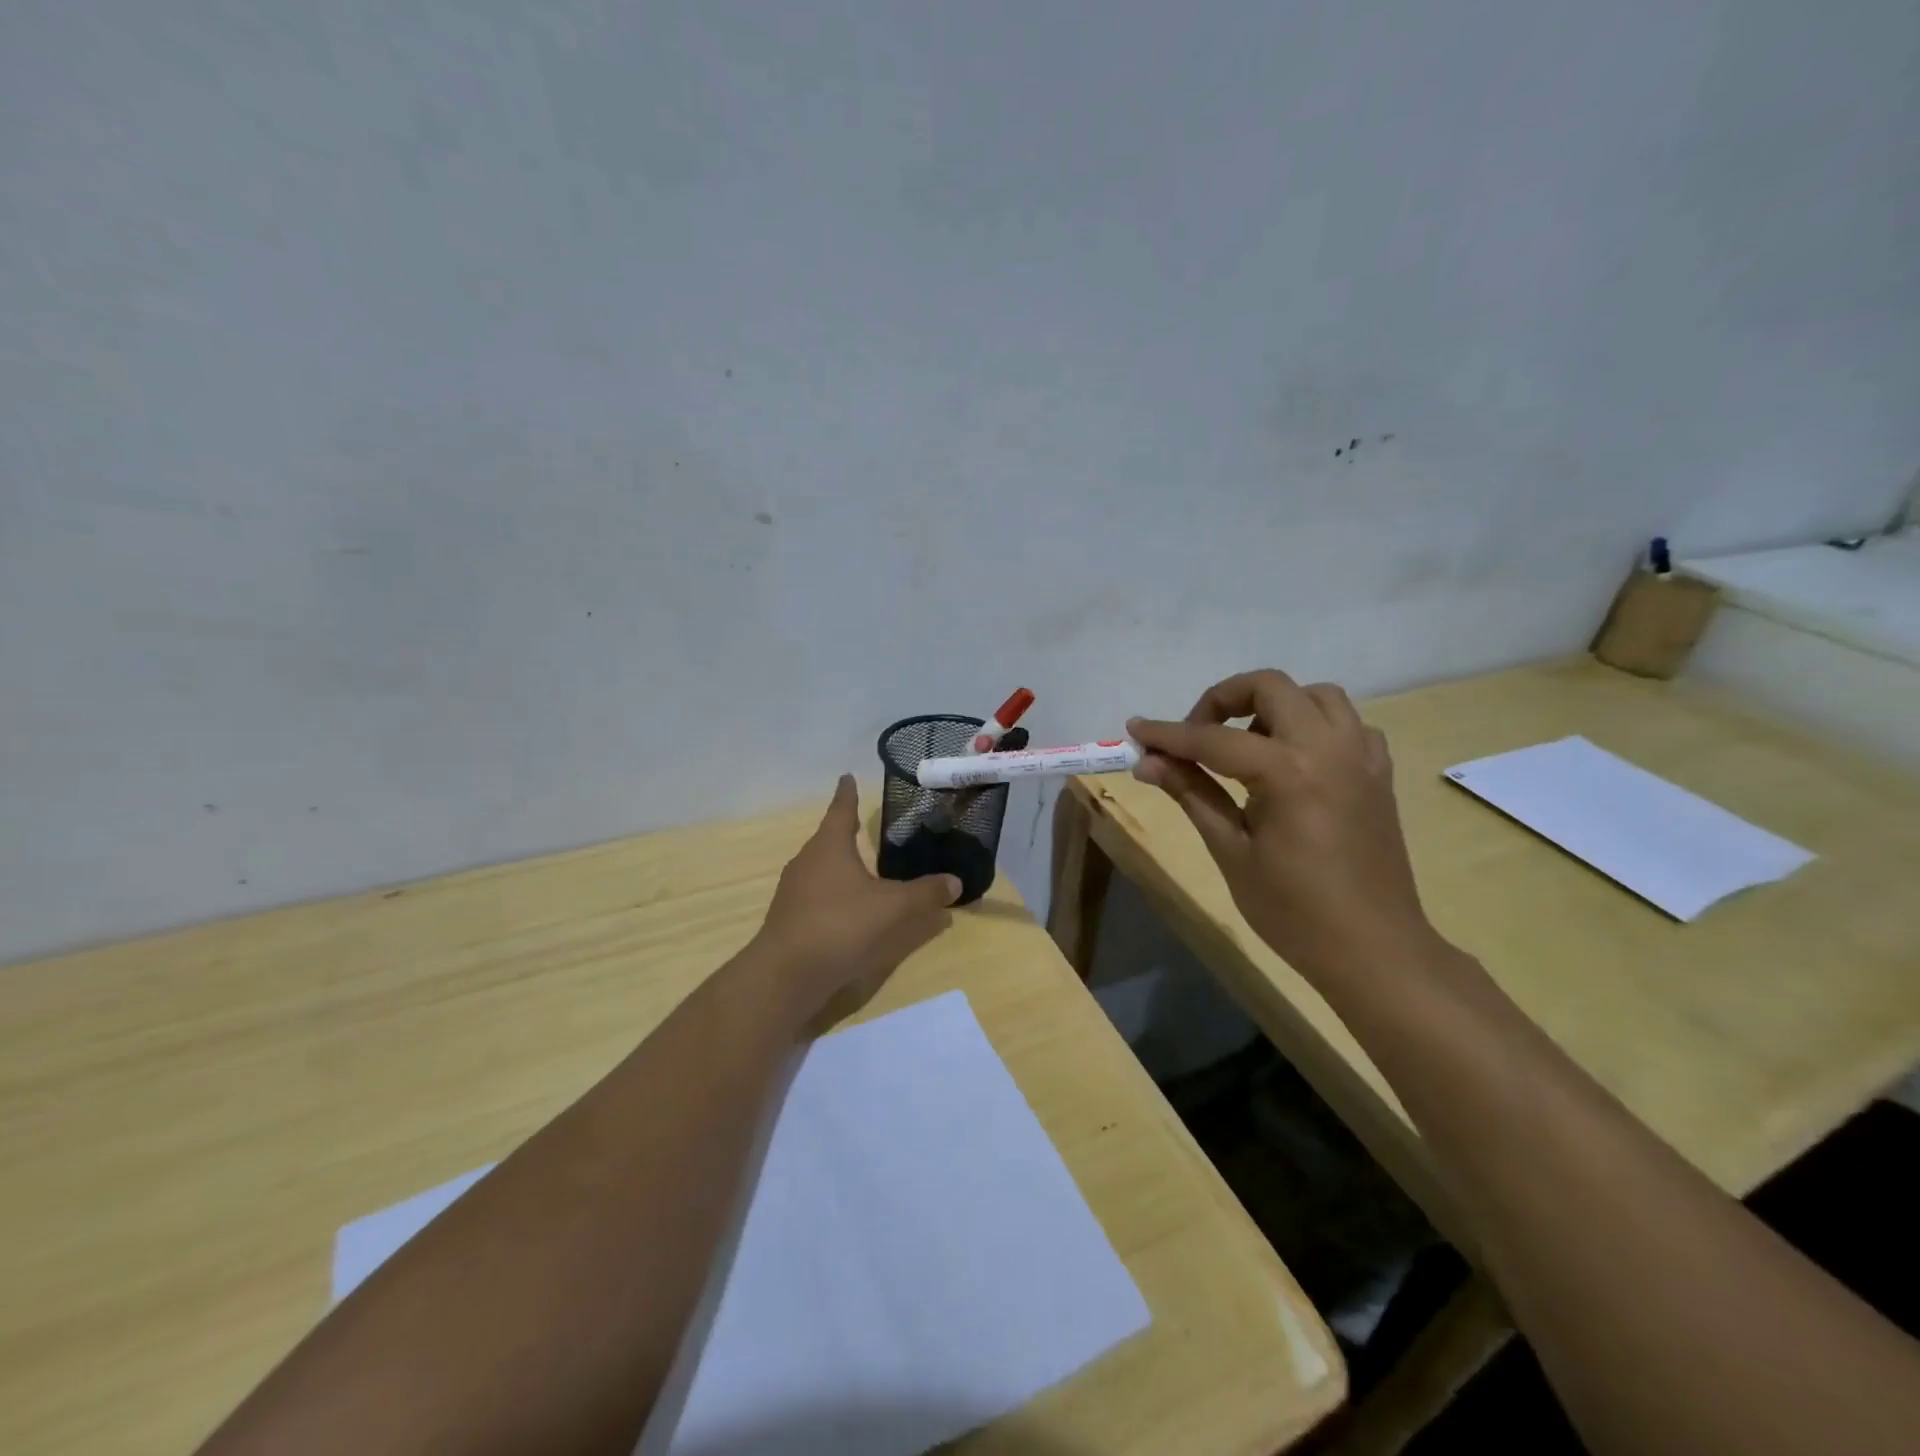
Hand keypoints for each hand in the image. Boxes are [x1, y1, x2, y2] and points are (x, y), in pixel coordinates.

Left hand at [753, 775, 960, 1023]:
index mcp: (829, 846)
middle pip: (829, 838)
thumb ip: (924, 893)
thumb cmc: (839, 924)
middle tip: (864, 824)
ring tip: (862, 867)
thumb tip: (955, 881)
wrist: (786, 974)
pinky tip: (850, 908)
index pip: (841, 810)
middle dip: (846, 831)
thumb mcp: (892, 908)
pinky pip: (817, 894)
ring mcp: (794, 891)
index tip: (847, 776)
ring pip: (822, 868)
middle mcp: (807, 861)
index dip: (848, 793)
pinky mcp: (790, 918)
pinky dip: (835, 893)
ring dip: (840, 865)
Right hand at [1128, 670, 1441, 983]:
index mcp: (1288, 772)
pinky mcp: (1378, 772)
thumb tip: (1148, 762)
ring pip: (1315, 694)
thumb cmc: (1294, 911)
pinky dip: (1314, 726)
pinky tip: (1294, 761)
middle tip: (1196, 736)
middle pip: (1270, 686)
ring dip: (1273, 706)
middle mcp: (1329, 748)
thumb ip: (1192, 794)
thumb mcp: (1232, 852)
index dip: (1168, 734)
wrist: (1373, 950)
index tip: (1136, 730)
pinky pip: (1347, 724)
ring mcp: (1361, 756)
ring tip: (1246, 746)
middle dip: (1223, 699)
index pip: (1213, 739)